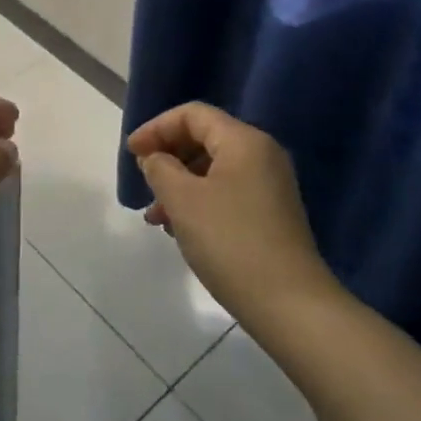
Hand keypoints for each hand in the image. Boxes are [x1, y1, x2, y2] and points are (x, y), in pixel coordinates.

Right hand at [127, 102, 340, 332]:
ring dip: (179, 185)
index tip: (131, 153)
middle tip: (143, 181)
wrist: (289, 305)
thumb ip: (160, 169)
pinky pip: (226, 192)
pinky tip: (180, 230)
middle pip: (204, 139)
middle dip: (167, 157)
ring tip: (155, 217)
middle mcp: (261, 155)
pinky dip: (199, 202)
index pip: (193, 115)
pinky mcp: (271, 214)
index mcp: (244, 141)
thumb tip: (156, 158)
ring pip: (213, 170)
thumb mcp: (183, 201)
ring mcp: (270, 185)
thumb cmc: (230, 242)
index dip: (156, 128)